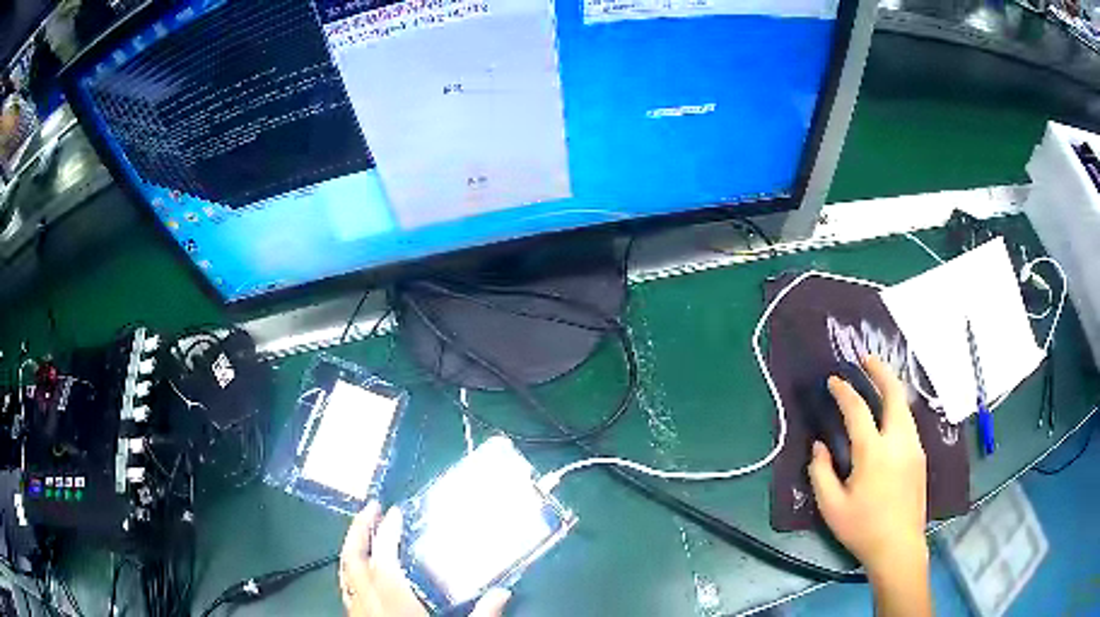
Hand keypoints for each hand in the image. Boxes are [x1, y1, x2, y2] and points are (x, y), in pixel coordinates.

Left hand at [340, 502, 511, 616]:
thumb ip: (482, 615)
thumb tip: (503, 593)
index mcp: (392, 602)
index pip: (383, 558)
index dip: (386, 532)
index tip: (395, 512)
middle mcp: (367, 602)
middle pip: (352, 559)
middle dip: (358, 529)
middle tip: (371, 508)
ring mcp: (357, 611)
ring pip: (343, 571)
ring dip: (352, 547)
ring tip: (363, 531)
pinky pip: (346, 586)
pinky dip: (351, 569)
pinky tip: (361, 570)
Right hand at [807, 355, 927, 576]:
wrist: (898, 546)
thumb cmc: (862, 528)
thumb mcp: (831, 507)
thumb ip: (821, 472)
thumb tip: (819, 446)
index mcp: (874, 452)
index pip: (858, 410)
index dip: (844, 391)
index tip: (833, 380)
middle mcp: (898, 441)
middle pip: (894, 393)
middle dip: (880, 371)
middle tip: (866, 359)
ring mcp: (913, 447)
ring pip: (905, 406)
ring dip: (891, 388)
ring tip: (877, 382)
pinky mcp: (920, 456)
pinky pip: (908, 422)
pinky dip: (897, 408)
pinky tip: (888, 417)